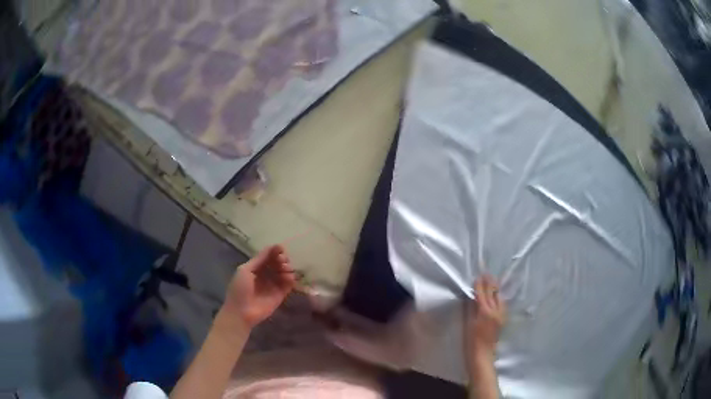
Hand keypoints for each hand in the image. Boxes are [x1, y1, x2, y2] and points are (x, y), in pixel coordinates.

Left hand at [221, 245, 294, 329]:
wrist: (242, 312)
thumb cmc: (240, 289)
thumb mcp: (246, 270)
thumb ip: (260, 258)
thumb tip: (275, 246)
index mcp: (255, 267)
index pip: (268, 256)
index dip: (275, 251)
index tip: (280, 250)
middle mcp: (266, 274)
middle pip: (278, 262)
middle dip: (282, 259)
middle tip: (282, 261)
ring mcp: (274, 284)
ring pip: (285, 272)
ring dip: (287, 268)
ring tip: (284, 270)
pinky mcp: (281, 294)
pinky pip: (289, 284)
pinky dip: (291, 278)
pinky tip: (288, 278)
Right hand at [466, 275, 506, 359]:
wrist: (482, 354)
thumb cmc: (471, 341)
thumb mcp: (468, 323)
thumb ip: (471, 308)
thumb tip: (471, 297)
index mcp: (484, 312)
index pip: (482, 293)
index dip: (479, 284)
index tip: (477, 276)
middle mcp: (495, 311)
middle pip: (492, 293)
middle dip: (489, 282)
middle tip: (485, 273)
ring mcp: (500, 315)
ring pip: (499, 297)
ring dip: (495, 288)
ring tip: (491, 280)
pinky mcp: (502, 319)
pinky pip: (502, 303)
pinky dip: (498, 296)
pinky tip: (496, 295)